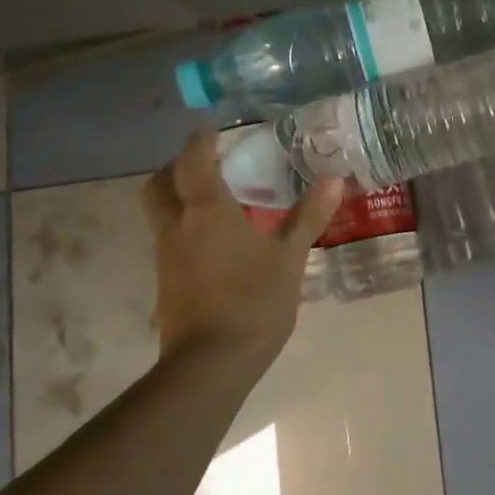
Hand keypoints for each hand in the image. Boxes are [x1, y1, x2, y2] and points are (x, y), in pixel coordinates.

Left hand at [141, 132, 342, 366]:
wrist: (211, 363)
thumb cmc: (254, 302)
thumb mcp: (290, 257)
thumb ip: (309, 215)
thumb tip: (334, 178)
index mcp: (207, 211)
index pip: (194, 160)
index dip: (202, 141)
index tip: (215, 131)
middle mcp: (177, 226)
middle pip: (160, 184)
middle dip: (178, 168)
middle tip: (209, 165)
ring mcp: (166, 255)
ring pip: (161, 212)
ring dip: (179, 198)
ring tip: (217, 201)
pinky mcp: (166, 281)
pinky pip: (169, 239)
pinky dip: (185, 227)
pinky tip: (216, 242)